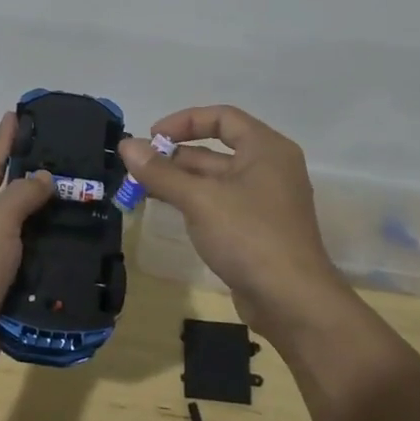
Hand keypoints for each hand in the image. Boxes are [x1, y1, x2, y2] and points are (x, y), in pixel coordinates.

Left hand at [0, 113, 52, 384]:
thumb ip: (21, 196)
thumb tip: (44, 178)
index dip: (4, 142)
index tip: (16, 115)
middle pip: (1, 201)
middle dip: (30, 184)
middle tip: (63, 164)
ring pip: (15, 236)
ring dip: (42, 223)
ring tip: (76, 204)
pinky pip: (22, 267)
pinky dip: (43, 258)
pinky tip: (70, 249)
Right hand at [118, 105, 351, 341]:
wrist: (293, 303)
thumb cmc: (249, 236)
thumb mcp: (199, 199)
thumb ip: (160, 172)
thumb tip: (126, 145)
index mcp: (266, 148)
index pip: (222, 117)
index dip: (184, 122)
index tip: (152, 137)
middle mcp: (269, 167)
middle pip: (216, 149)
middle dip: (175, 156)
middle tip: (138, 168)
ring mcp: (265, 201)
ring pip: (216, 179)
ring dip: (181, 181)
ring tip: (142, 188)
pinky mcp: (258, 229)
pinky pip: (221, 203)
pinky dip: (195, 202)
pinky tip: (169, 210)